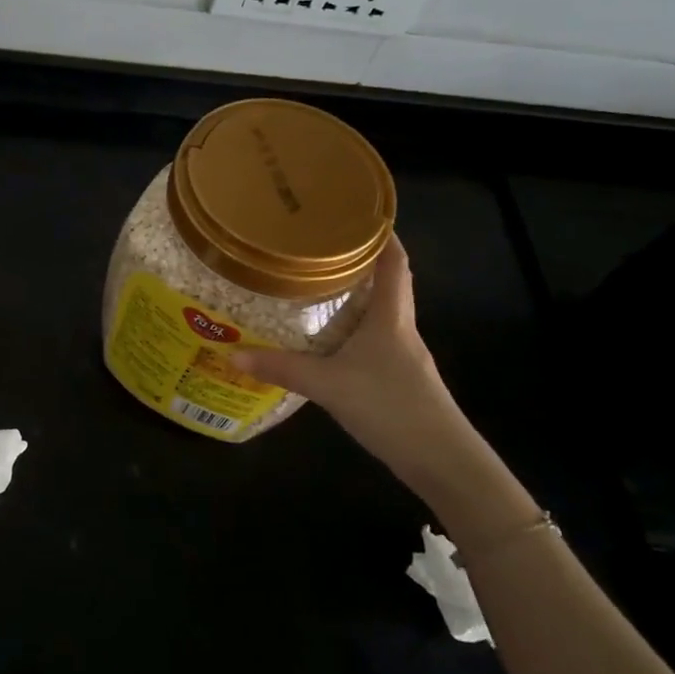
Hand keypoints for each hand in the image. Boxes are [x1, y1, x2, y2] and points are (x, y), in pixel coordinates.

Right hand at [231, 237, 489, 495]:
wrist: (442, 460)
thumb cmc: (391, 407)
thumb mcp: (329, 385)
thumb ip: (282, 368)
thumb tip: (232, 353)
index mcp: (391, 317)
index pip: (395, 262)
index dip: (383, 235)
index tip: (360, 213)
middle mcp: (400, 328)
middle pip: (386, 284)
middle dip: (359, 263)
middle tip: (321, 246)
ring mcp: (402, 356)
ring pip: (378, 314)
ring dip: (354, 297)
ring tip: (317, 284)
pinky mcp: (397, 379)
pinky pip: (372, 341)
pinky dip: (351, 330)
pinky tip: (327, 340)